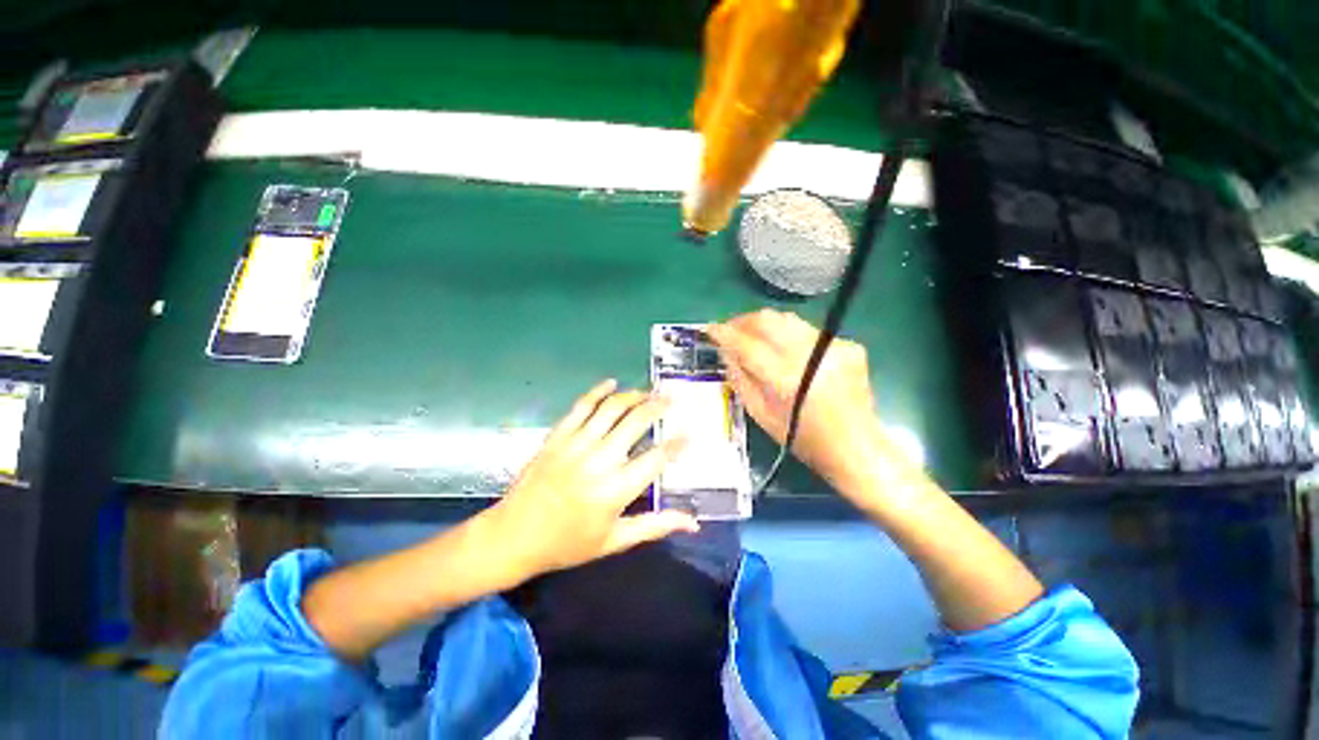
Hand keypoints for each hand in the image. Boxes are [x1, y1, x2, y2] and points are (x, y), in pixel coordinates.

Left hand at [489, 379, 698, 579]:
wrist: (513, 536)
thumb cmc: (568, 544)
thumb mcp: (615, 541)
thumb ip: (656, 525)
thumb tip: (694, 523)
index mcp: (617, 490)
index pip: (657, 458)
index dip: (677, 443)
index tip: (690, 432)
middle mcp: (600, 460)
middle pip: (637, 422)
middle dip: (659, 407)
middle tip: (671, 399)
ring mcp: (576, 444)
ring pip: (612, 408)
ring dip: (634, 396)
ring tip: (649, 391)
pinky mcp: (558, 436)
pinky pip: (581, 406)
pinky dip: (598, 391)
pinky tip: (612, 382)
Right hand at [706, 310, 886, 492]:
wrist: (857, 447)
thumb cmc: (802, 439)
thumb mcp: (761, 414)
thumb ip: (740, 379)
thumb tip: (725, 351)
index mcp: (789, 379)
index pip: (749, 344)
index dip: (726, 333)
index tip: (710, 329)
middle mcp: (813, 355)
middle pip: (769, 320)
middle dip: (743, 320)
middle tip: (730, 330)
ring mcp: (835, 346)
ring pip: (788, 320)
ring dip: (764, 325)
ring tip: (752, 337)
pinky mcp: (848, 345)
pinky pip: (807, 331)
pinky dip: (789, 337)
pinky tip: (786, 352)